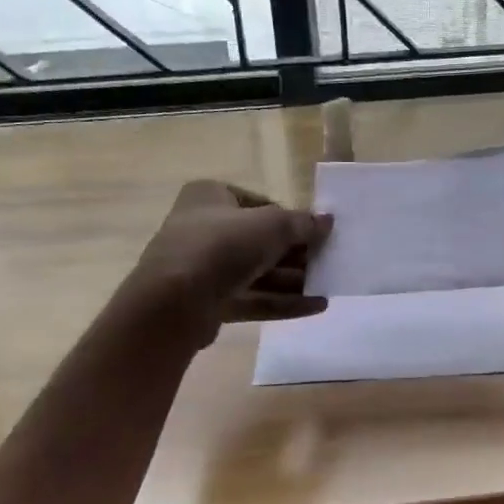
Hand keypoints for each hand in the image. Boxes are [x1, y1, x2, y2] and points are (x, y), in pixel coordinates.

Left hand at [131, 181, 331, 345]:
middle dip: (296, 255)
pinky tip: (316, 307)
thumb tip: (327, 221)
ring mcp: (204, 268)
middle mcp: (203, 228)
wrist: (175, 301)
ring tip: (328, 287)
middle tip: (327, 263)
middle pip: (260, 241)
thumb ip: (303, 223)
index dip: (291, 219)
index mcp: (211, 196)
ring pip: (258, 272)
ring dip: (294, 281)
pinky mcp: (210, 302)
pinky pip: (253, 298)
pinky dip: (283, 302)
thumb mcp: (272, 225)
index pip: (260, 204)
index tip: (317, 234)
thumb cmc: (223, 245)